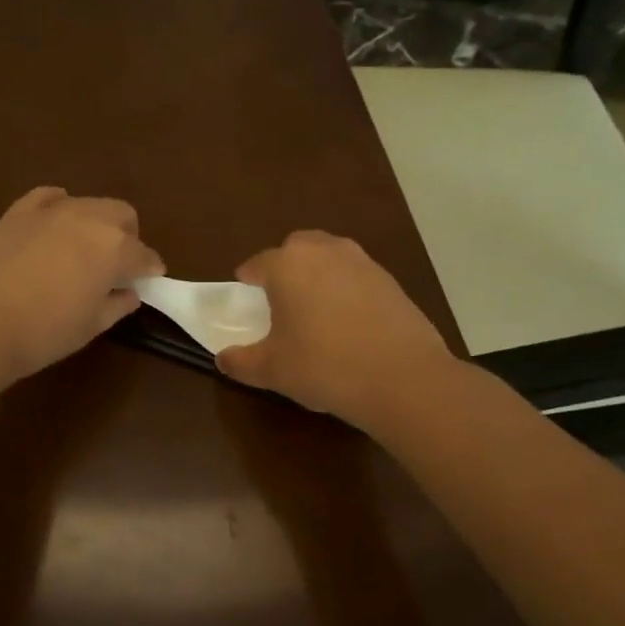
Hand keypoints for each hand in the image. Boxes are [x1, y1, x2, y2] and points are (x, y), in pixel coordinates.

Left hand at [0, 187, 163, 379]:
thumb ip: (117, 305)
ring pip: (88, 204)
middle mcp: (90, 219)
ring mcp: (52, 210)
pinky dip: (59, 205)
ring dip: (95, 222)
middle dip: (128, 237)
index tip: (149, 281)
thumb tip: (129, 293)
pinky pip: (48, 197)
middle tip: (117, 265)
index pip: (144, 255)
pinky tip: (55, 221)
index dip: (150, 270)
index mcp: (115, 249)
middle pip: (122, 216)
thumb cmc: (45, 332)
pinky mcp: (19, 211)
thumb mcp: (92, 326)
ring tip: (83, 248)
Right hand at [217, 230, 453, 428]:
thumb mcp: (272, 370)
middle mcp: (324, 252)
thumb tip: (223, 360)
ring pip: (330, 257)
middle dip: (285, 266)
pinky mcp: (391, 281)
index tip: (244, 295)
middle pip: (296, 248)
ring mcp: (362, 262)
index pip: (257, 263)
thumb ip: (241, 362)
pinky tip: (349, 322)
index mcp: (287, 265)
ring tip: (315, 308)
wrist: (402, 377)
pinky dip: (347, 289)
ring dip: (318, 273)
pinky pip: (357, 276)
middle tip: (280, 298)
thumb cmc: (323, 366)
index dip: (247, 280)